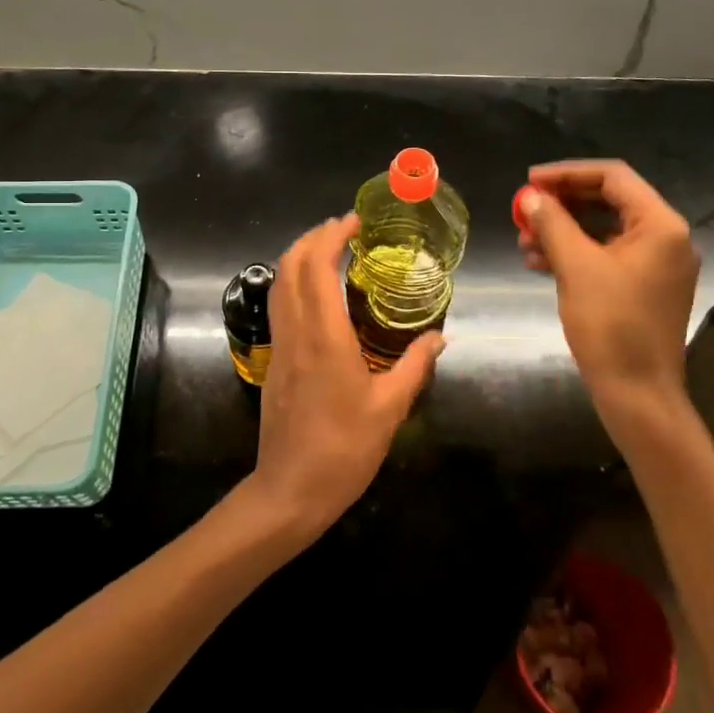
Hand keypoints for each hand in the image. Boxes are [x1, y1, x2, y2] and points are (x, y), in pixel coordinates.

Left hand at [248, 214, 443, 540]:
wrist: (290, 490)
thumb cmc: (344, 449)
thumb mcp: (390, 409)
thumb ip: (415, 366)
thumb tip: (439, 337)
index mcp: (325, 338)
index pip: (316, 268)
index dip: (330, 237)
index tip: (353, 222)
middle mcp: (296, 333)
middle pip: (288, 267)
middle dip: (311, 238)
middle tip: (342, 229)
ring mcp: (280, 347)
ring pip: (278, 285)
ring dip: (298, 257)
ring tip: (329, 250)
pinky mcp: (274, 362)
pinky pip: (279, 307)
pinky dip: (294, 283)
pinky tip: (318, 293)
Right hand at [515, 161, 699, 408]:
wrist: (638, 394)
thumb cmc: (611, 325)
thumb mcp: (576, 268)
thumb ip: (553, 224)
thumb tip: (531, 197)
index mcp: (660, 225)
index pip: (613, 177)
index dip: (567, 173)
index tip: (529, 181)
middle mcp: (665, 238)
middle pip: (609, 201)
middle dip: (563, 203)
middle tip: (524, 209)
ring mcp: (656, 265)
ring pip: (604, 230)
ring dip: (563, 230)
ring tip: (524, 242)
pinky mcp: (643, 288)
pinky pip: (606, 256)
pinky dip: (574, 254)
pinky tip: (539, 263)